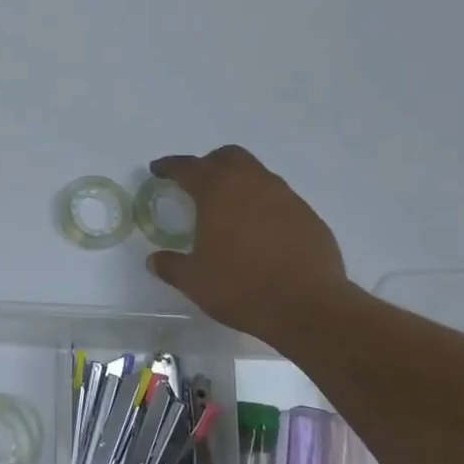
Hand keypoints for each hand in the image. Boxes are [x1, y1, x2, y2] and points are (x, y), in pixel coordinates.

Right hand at [145, 146, 353, 343]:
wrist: (308, 306)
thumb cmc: (241, 287)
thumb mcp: (195, 281)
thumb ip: (171, 266)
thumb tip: (155, 260)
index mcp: (219, 192)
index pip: (188, 167)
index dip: (170, 166)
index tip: (158, 170)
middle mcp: (253, 184)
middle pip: (228, 157)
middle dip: (209, 164)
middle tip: (197, 183)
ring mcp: (286, 197)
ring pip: (257, 174)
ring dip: (239, 183)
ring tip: (228, 209)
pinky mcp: (308, 215)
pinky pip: (279, 198)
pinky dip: (263, 204)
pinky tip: (259, 231)